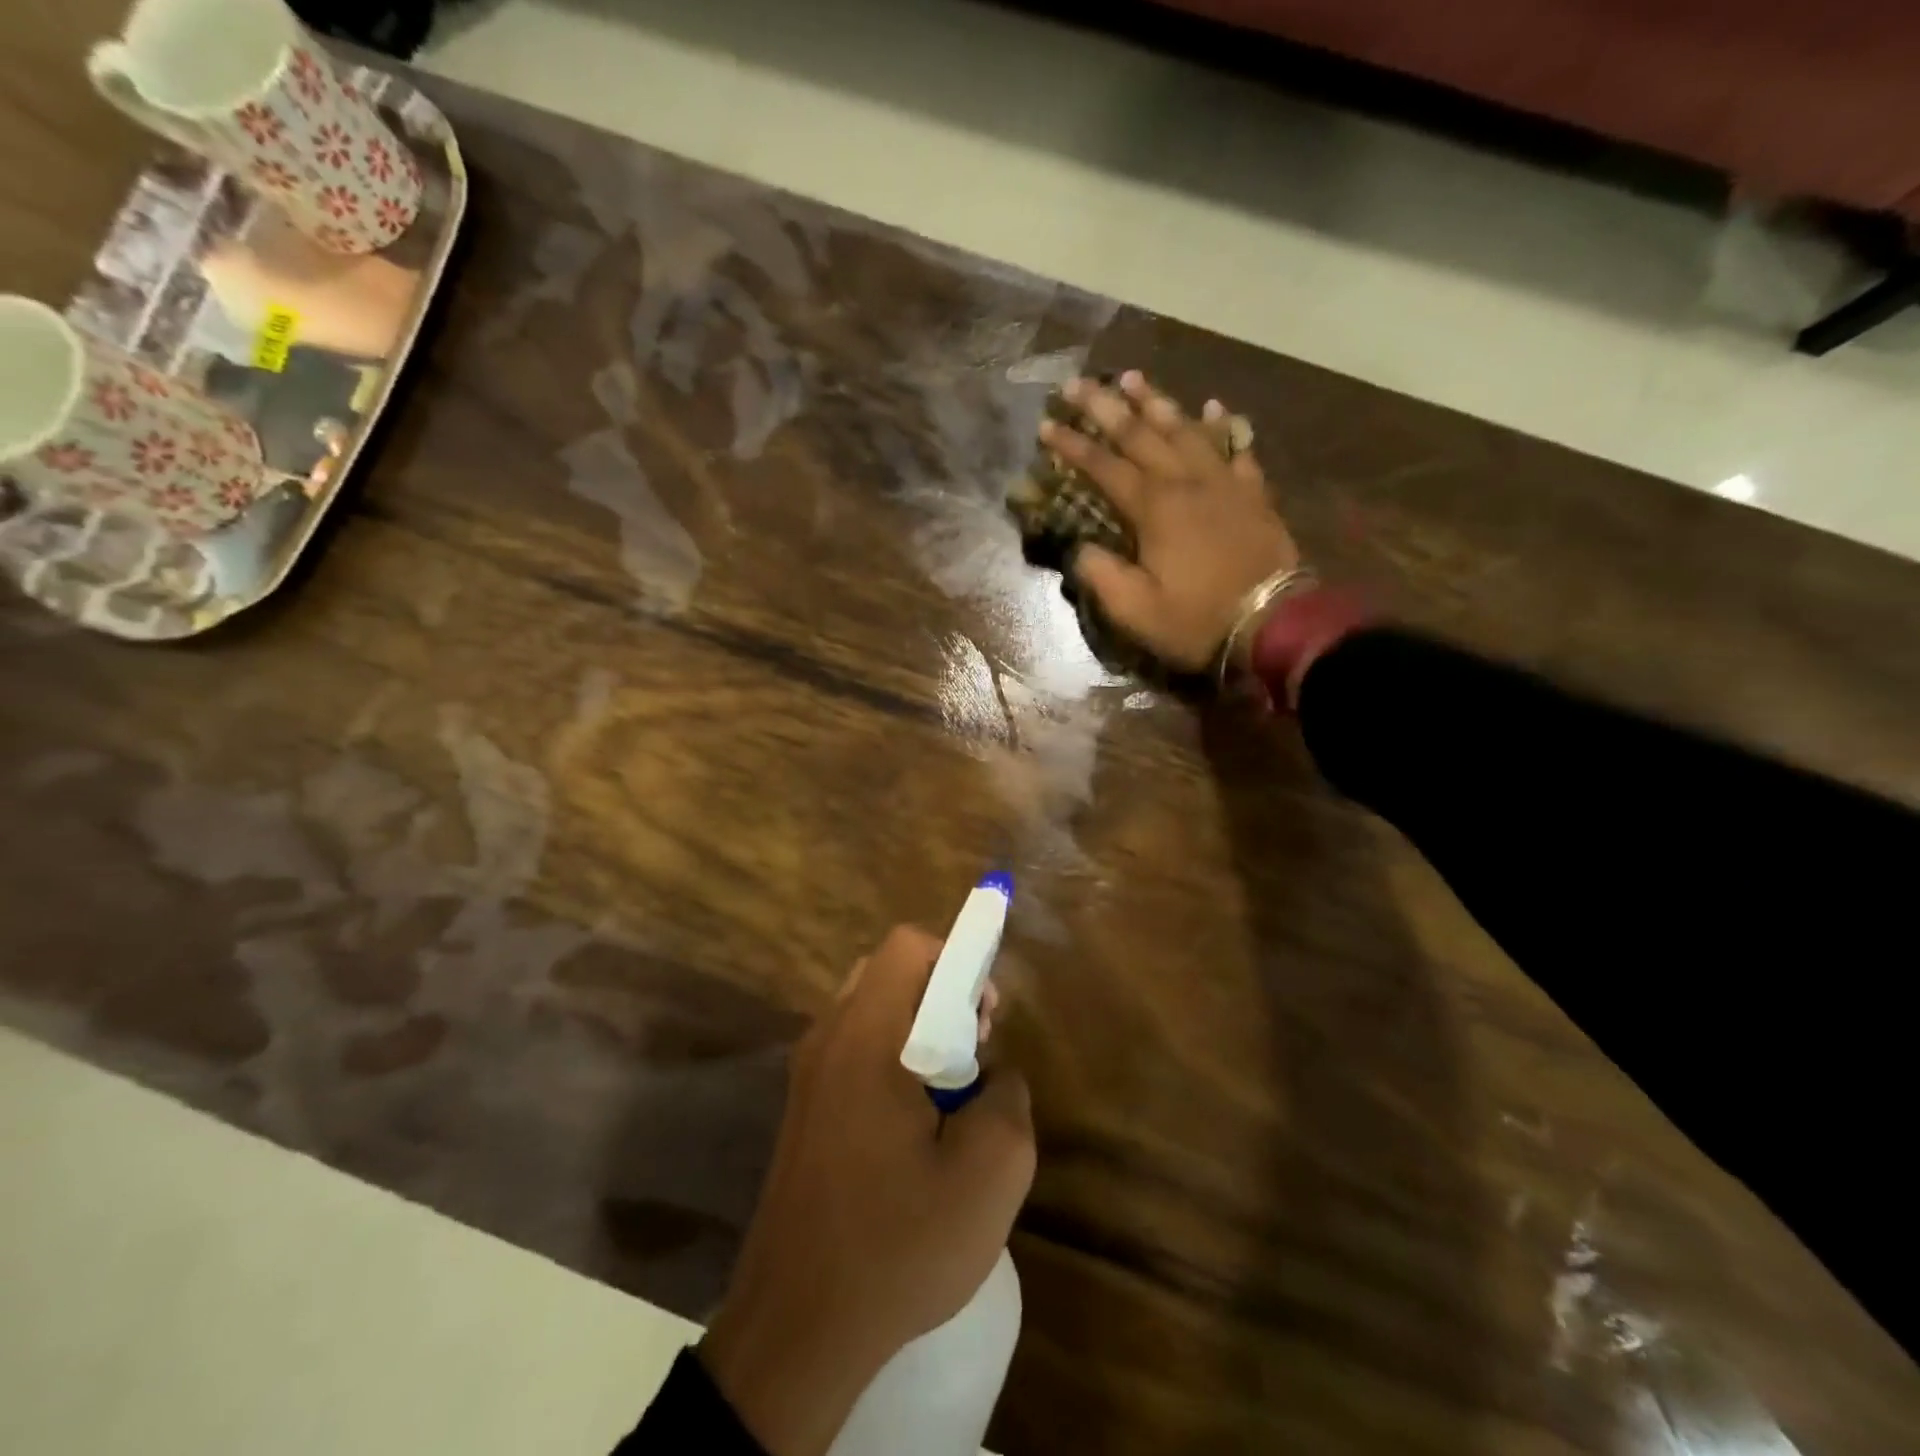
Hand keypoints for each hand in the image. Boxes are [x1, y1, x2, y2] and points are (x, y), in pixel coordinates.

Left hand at [700, 926, 1034, 1455]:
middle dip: (940, 993)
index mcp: (866, 1037)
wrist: (795, 1331)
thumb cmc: (896, 1246)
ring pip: (870, 1011)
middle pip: (888, 971)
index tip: (984, 1019)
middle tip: (971, 1053)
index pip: (908, 946)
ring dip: (917, 1029)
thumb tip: (994, 1075)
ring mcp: (807, 1074)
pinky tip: (912, 1129)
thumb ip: (1009, 1098)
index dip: (957, 959)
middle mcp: (827, 1039)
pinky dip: (890, 1059)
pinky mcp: (802, 1109)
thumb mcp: (989, 1176)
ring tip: (948, 1095)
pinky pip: (852, 1049)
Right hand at [1039, 371, 1299, 671]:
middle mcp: (1186, 481)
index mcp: (1153, 508)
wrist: (1273, 623)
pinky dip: (1222, 425)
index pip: (1103, 466)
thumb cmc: (1196, 619)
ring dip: (1156, 402)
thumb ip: (1100, 573)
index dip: (1072, 445)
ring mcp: (1224, 482)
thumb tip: (1080, 547)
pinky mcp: (1253, 493)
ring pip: (1185, 429)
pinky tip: (1213, 406)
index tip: (1045, 424)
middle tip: (1078, 381)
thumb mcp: (1134, 609)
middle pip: (1140, 434)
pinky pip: (1235, 447)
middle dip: (1105, 406)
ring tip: (1132, 377)